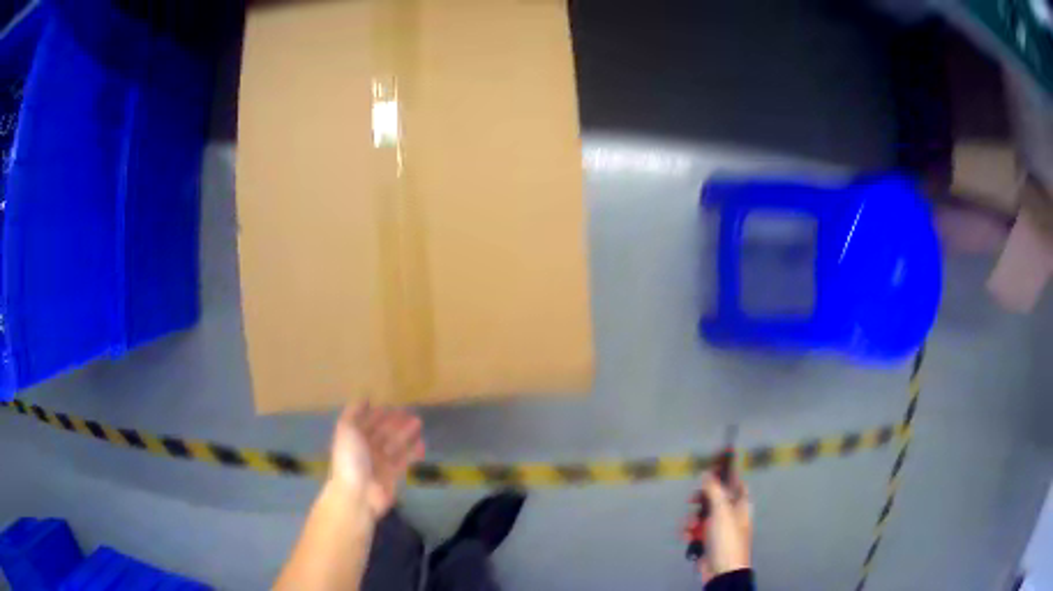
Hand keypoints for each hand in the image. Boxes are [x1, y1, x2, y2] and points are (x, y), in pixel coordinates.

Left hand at [328, 403, 425, 520]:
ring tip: (418, 423)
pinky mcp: (392, 475)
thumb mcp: (346, 430)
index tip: (390, 405)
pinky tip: (422, 444)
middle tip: (410, 413)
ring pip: (395, 444)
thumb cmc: (350, 459)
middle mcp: (366, 449)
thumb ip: (353, 413)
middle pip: (382, 432)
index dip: (376, 414)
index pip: (366, 422)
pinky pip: (404, 460)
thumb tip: (364, 399)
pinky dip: (413, 452)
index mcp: (353, 437)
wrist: (357, 494)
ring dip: (406, 434)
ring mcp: (380, 462)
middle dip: (394, 422)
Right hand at [684, 471, 752, 581]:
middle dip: (700, 500)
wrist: (722, 570)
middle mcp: (731, 513)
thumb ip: (714, 490)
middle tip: (692, 500)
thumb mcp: (721, 510)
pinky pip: (695, 530)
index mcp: (741, 504)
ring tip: (689, 527)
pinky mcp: (707, 540)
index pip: (736, 482)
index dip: (726, 474)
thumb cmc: (727, 537)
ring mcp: (718, 528)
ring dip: (691, 519)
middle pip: (714, 498)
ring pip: (701, 514)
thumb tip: (708, 472)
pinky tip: (686, 536)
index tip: (713, 466)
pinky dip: (689, 531)